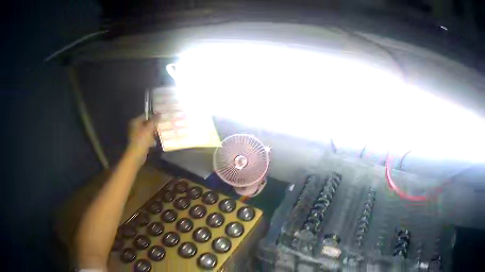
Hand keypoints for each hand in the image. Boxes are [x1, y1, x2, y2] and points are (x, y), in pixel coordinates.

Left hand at [126, 115, 156, 163]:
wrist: (137, 154)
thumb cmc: (142, 139)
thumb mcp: (150, 128)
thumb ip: (154, 120)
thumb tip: (159, 113)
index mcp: (135, 122)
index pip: (145, 115)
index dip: (153, 117)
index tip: (160, 119)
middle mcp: (134, 127)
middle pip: (146, 123)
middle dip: (153, 126)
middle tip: (160, 127)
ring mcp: (136, 134)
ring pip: (146, 131)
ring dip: (152, 133)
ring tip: (158, 134)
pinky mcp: (138, 141)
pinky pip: (146, 137)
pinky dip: (150, 139)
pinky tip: (154, 142)